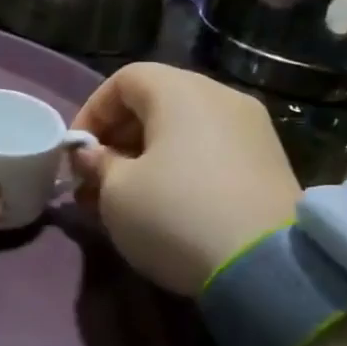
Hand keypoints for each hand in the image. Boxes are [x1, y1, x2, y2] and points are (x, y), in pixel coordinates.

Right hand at [68, 63, 299, 295]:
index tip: (77, 152)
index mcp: (180, 92)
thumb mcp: (117, 193)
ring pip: (184, 130)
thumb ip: (98, 165)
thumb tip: (93, 155)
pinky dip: (181, 167)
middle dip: (118, 138)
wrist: (265, 266)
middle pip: (156, 102)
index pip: (124, 80)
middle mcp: (220, 97)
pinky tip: (166, 205)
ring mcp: (251, 129)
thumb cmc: (175, 214)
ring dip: (147, 156)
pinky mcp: (270, 162)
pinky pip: (210, 150)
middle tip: (96, 179)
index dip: (92, 111)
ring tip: (125, 198)